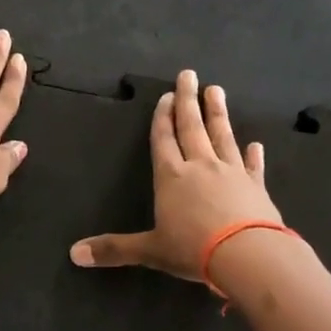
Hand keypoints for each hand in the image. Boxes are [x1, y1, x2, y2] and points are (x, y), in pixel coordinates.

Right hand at [70, 69, 281, 281]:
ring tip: (216, 90)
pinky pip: (253, 166)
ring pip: (222, 136)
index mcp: (171, 177)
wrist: (248, 255)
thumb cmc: (193, 249)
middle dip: (188, 101)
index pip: (164, 140)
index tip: (166, 95)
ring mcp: (231, 173)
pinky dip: (253, 155)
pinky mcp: (256, 187)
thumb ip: (114, 249)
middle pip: (192, 127)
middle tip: (189, 75)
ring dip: (218, 114)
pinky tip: (256, 144)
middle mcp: (200, 167)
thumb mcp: (150, 251)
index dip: (162, 118)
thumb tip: (74, 254)